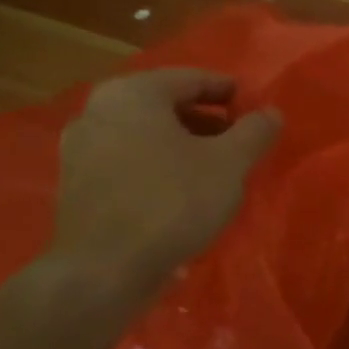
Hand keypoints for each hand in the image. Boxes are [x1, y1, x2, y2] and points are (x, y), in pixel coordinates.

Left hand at [49, 69, 280, 289]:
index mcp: (134, 94)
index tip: (256, 111)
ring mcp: (80, 148)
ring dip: (183, 143)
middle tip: (240, 140)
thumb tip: (271, 112)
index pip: (192, 79)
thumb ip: (255, 130)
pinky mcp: (77, 183)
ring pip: (146, 133)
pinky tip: (184, 190)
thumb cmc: (173, 201)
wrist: (105, 269)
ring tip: (217, 168)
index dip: (230, 92)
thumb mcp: (230, 163)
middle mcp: (98, 110)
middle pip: (166, 105)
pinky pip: (128, 159)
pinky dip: (159, 164)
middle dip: (207, 120)